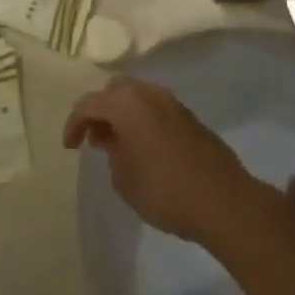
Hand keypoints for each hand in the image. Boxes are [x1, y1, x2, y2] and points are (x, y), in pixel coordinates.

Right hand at [63, 80, 279, 246]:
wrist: (224, 201)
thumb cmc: (164, 190)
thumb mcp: (124, 178)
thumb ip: (113, 154)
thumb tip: (116, 142)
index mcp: (127, 103)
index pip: (89, 104)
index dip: (74, 124)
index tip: (70, 146)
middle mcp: (150, 94)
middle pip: (115, 92)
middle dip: (101, 112)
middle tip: (94, 138)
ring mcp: (174, 104)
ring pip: (139, 99)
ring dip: (124, 116)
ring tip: (118, 145)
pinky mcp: (191, 119)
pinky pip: (157, 111)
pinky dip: (144, 122)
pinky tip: (144, 148)